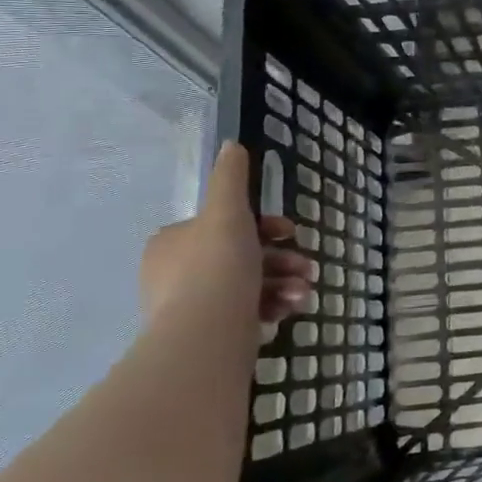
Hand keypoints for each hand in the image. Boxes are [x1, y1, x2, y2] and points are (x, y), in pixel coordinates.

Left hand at [140, 141, 313, 332]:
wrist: (206, 335)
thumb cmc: (218, 265)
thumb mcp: (228, 211)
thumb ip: (231, 178)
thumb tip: (231, 145)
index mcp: (173, 242)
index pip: (224, 225)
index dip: (264, 226)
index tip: (291, 232)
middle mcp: (175, 274)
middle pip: (241, 256)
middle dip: (281, 260)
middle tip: (308, 267)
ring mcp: (189, 308)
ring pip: (248, 286)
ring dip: (284, 285)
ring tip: (304, 294)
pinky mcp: (206, 336)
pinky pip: (245, 314)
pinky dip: (272, 308)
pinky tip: (291, 311)